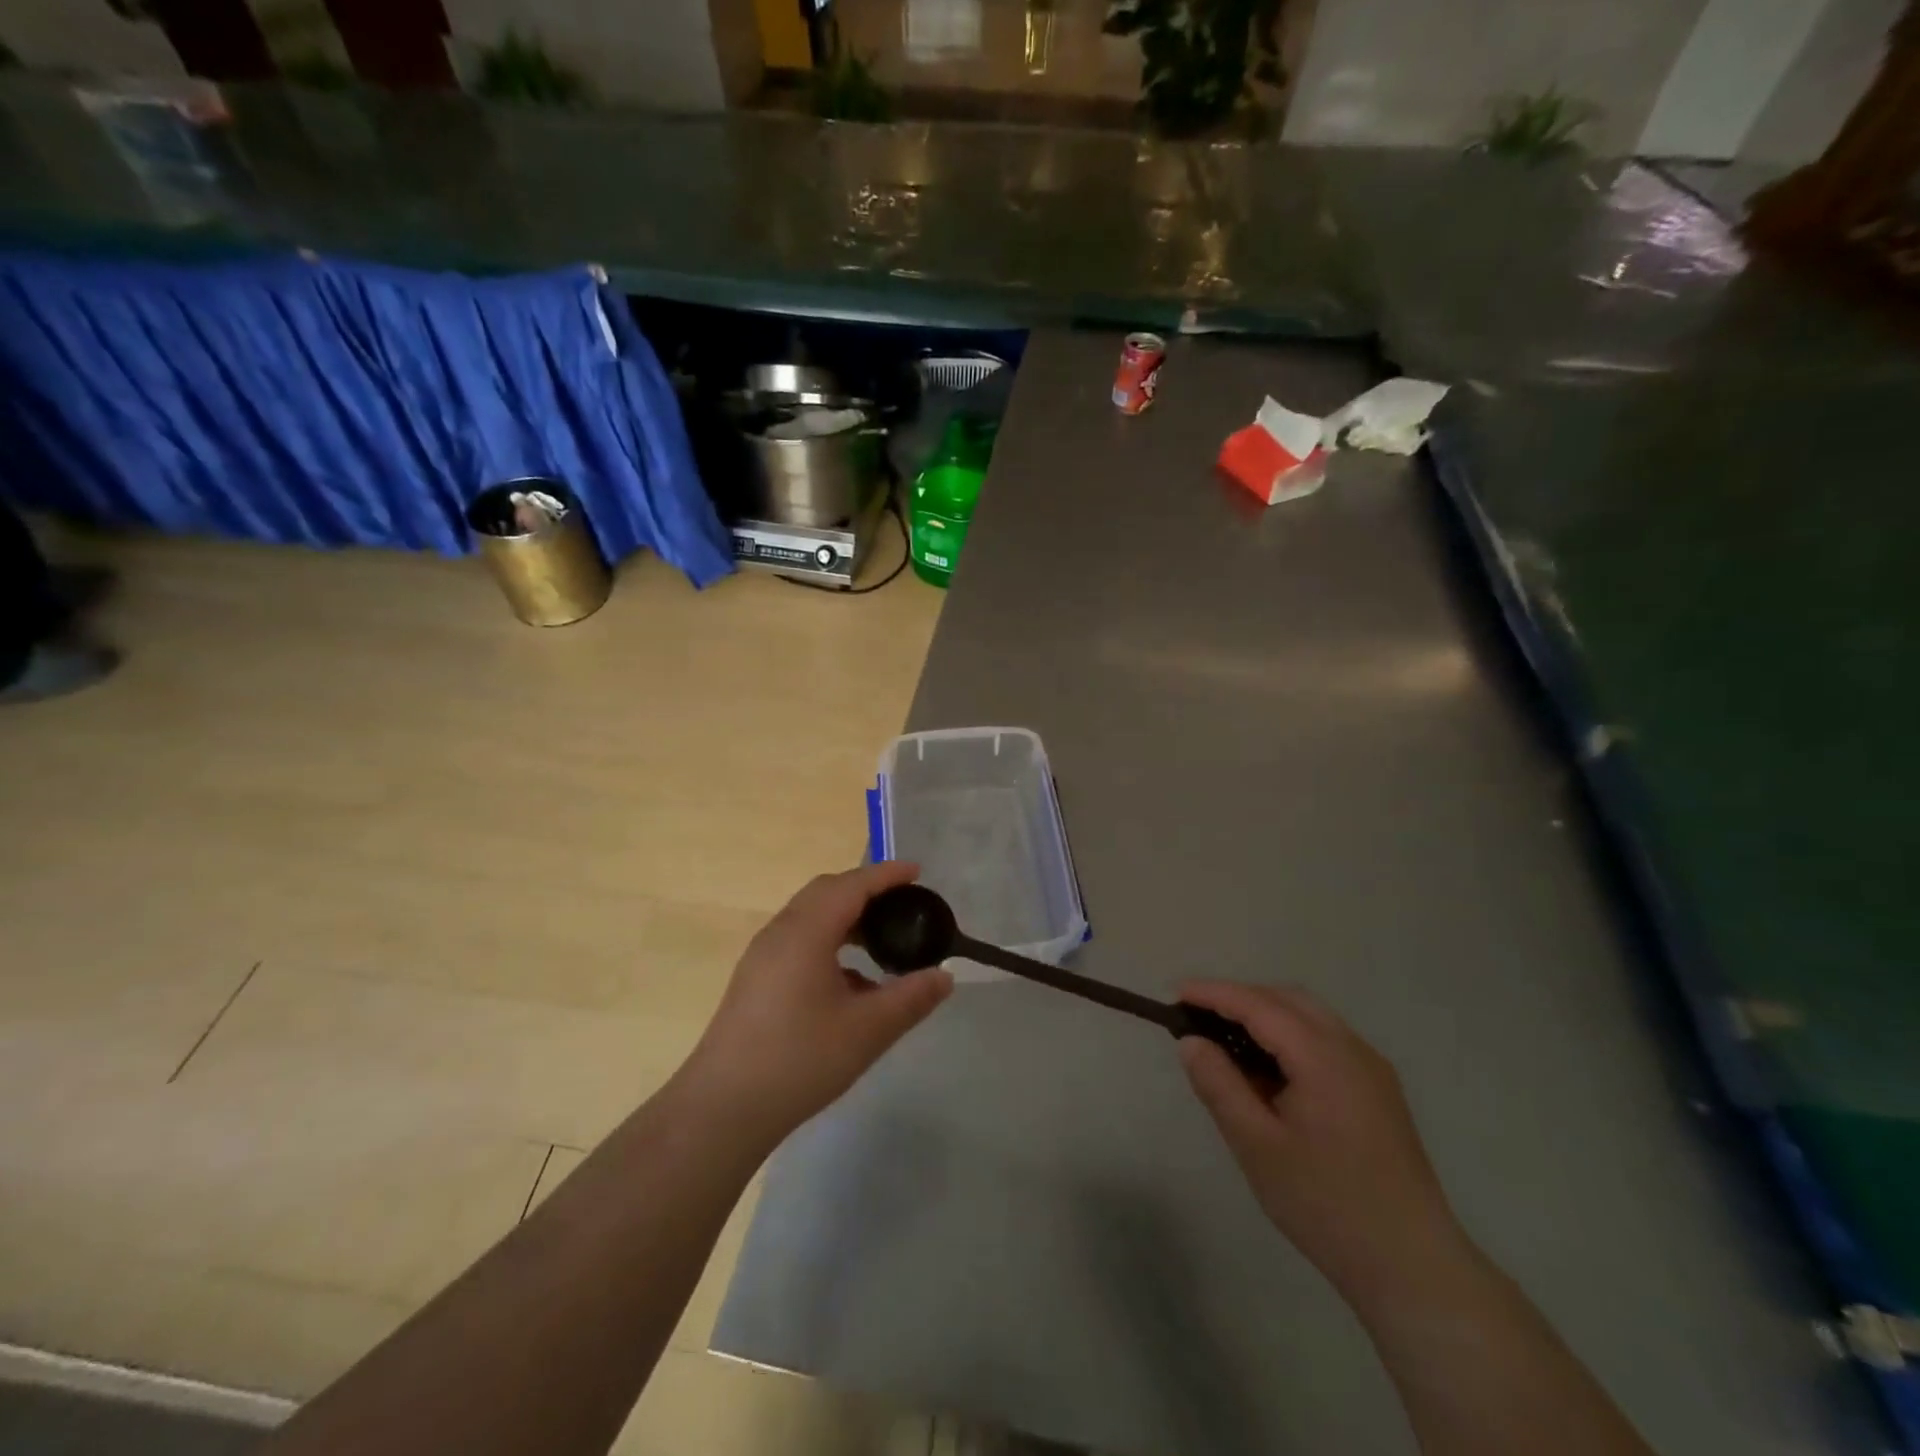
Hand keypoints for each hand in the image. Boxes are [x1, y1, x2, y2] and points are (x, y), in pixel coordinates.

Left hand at [680, 862, 953, 1145]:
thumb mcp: (867, 1030)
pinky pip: (798, 939)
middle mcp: (781, 932)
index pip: (852, 885)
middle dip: (866, 890)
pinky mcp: (755, 979)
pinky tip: (849, 980)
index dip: (886, 875)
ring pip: (810, 916)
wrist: (723, 1107)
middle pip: (827, 892)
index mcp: (806, 932)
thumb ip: (911, 998)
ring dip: (846, 917)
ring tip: (880, 939)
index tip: (917, 872)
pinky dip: (829, 940)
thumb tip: (944, 976)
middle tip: (902, 903)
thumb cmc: (800, 1060)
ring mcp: (763, 955)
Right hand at [1177, 982, 1468, 1304]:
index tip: (1175, 993)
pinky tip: (1269, 1072)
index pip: (1258, 1005)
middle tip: (1197, 1019)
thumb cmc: (1326, 1205)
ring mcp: (1371, 1069)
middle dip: (1239, 999)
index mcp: (1324, 1057)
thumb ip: (1219, 1084)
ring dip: (1265, 1016)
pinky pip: (1326, 1041)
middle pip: (1287, 1000)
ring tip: (1226, 1043)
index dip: (1214, 994)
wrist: (1413, 1269)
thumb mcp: (1257, 1145)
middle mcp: (1352, 1049)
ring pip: (1309, 1017)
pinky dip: (1289, 1037)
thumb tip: (1190, 1041)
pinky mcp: (1379, 1091)